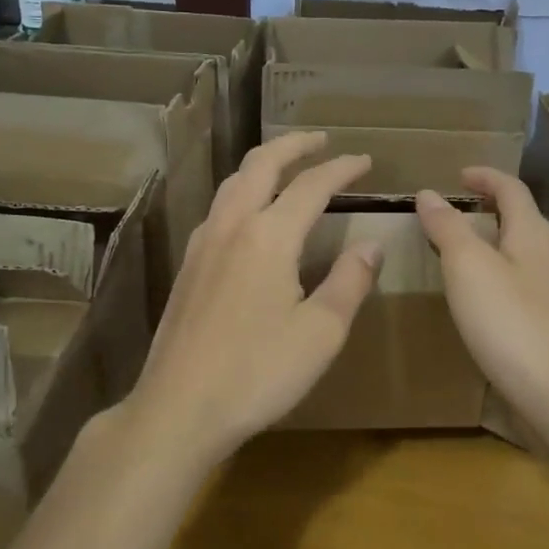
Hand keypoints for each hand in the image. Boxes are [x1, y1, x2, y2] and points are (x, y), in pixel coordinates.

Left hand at [124, 132, 380, 462]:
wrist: (178, 408)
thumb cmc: (257, 373)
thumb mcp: (321, 332)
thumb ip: (350, 281)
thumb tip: (371, 245)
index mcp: (269, 235)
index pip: (312, 185)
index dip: (341, 168)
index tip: (365, 160)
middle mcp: (232, 225)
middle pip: (262, 164)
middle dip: (294, 145)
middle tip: (322, 140)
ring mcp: (203, 242)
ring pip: (234, 182)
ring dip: (264, 164)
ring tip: (287, 166)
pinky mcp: (188, 264)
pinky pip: (219, 207)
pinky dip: (243, 190)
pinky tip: (250, 213)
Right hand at [416, 168, 548, 420]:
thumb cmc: (509, 321)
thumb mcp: (467, 267)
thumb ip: (448, 227)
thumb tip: (429, 193)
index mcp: (533, 234)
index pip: (512, 189)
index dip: (485, 177)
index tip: (458, 176)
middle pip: (523, 218)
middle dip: (492, 207)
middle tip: (459, 210)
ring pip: (525, 251)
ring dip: (496, 240)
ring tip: (464, 251)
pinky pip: (524, 281)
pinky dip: (500, 272)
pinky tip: (485, 296)